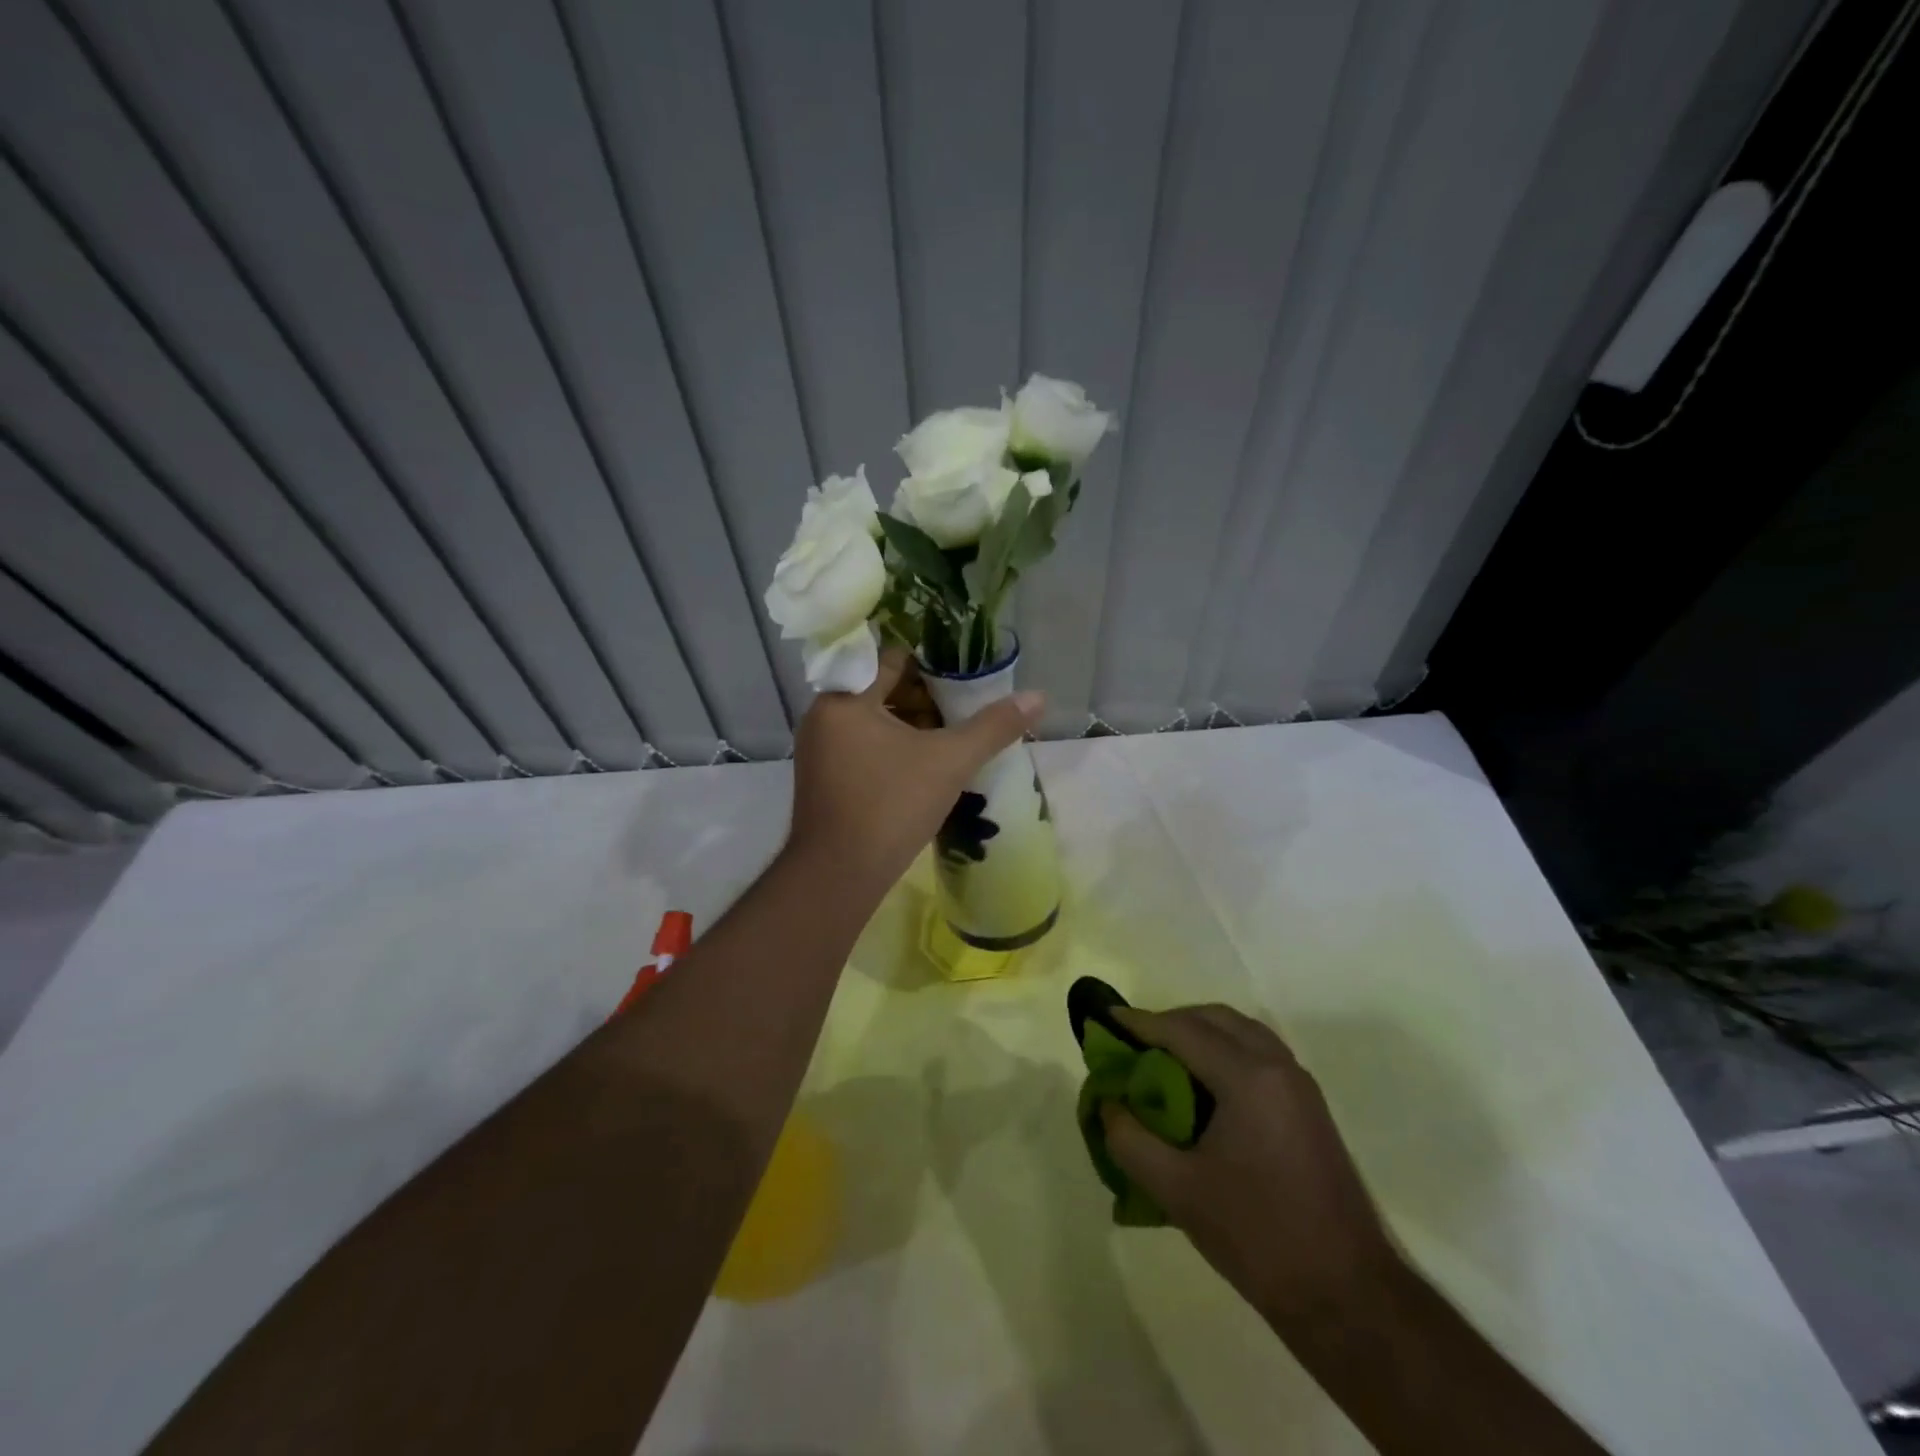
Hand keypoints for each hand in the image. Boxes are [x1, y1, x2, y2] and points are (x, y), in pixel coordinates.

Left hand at [786, 647, 1043, 894]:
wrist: (839, 876)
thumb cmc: (891, 806)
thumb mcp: (950, 761)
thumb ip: (994, 726)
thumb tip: (1038, 696)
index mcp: (844, 698)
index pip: (891, 659)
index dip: (932, 664)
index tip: (964, 674)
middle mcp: (823, 715)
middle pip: (881, 689)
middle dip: (924, 699)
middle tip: (964, 710)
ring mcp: (818, 749)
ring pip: (872, 720)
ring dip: (910, 725)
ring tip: (951, 739)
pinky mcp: (822, 778)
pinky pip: (861, 746)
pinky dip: (891, 748)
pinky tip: (923, 766)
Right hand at [1101, 1005, 1400, 1330]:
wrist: (1348, 1296)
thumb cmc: (1258, 1236)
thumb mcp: (1178, 1191)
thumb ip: (1130, 1142)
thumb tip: (1107, 1107)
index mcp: (1248, 1078)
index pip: (1183, 1031)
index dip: (1140, 1023)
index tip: (1106, 1018)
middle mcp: (1277, 1067)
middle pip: (1216, 1019)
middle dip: (1172, 1021)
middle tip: (1135, 1042)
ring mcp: (1300, 1086)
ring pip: (1242, 1032)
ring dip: (1202, 1032)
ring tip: (1165, 1058)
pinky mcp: (1310, 1108)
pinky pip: (1260, 1054)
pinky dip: (1226, 1050)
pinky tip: (1205, 1086)